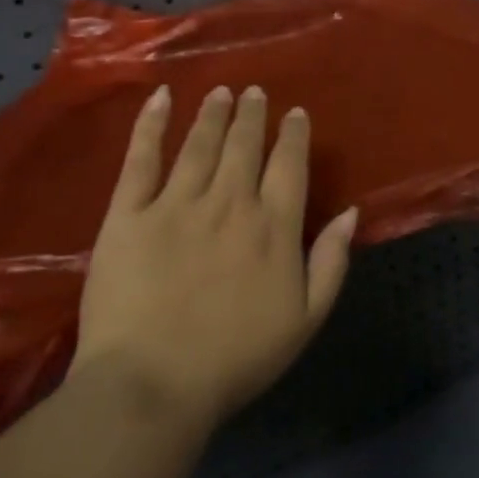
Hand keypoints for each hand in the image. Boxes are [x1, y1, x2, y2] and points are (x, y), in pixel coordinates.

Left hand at [70, 84, 355, 426]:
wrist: (152, 385)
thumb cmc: (236, 359)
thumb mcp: (305, 319)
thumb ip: (332, 262)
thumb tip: (350, 212)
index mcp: (273, 226)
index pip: (288, 165)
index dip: (293, 136)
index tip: (294, 113)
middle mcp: (229, 202)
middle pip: (243, 145)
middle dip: (251, 115)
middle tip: (252, 91)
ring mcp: (176, 204)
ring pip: (199, 144)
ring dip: (212, 113)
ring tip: (219, 92)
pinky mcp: (128, 215)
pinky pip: (141, 160)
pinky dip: (151, 126)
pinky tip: (160, 98)